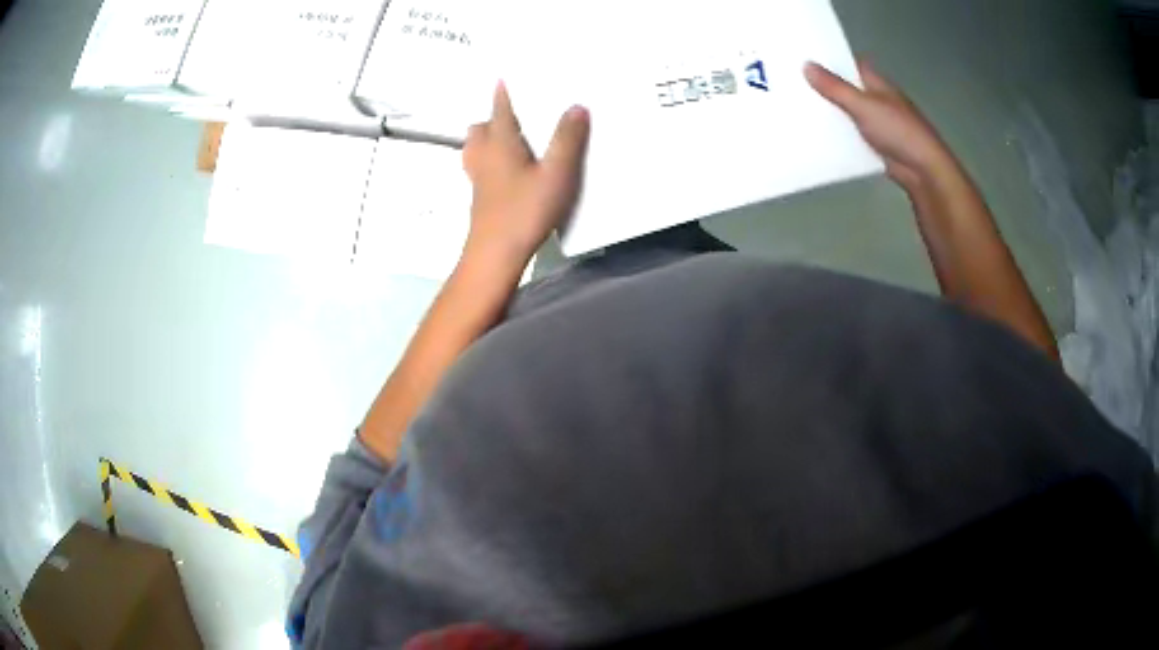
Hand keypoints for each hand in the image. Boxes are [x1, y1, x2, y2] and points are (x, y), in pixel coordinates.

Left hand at [462, 82, 590, 264]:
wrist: (496, 253)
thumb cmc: (525, 210)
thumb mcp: (556, 173)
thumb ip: (567, 139)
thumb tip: (577, 106)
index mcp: (500, 142)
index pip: (499, 108)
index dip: (503, 92)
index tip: (503, 77)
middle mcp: (483, 154)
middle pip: (480, 127)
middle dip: (493, 117)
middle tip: (516, 115)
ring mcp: (477, 177)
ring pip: (475, 147)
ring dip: (487, 138)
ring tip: (512, 139)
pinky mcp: (479, 195)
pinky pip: (479, 165)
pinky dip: (489, 158)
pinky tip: (509, 170)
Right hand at [805, 60, 953, 191]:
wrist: (923, 169)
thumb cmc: (898, 130)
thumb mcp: (863, 105)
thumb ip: (835, 87)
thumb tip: (806, 65)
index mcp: (877, 83)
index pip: (850, 65)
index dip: (829, 61)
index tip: (802, 59)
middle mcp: (877, 99)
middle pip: (846, 89)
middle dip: (825, 88)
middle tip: (793, 84)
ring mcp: (878, 123)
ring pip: (848, 113)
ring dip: (831, 113)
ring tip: (798, 108)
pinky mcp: (876, 145)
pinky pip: (852, 136)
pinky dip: (839, 136)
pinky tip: (818, 136)